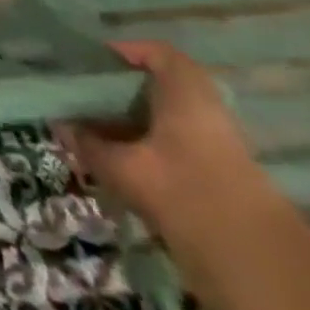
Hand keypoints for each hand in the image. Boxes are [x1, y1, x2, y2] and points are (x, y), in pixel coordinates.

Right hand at [57, 41, 274, 248]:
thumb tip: (61, 127)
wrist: (249, 256)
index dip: (123, 52)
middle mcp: (204, 109)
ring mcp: (216, 143)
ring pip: (166, 117)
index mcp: (184, 92)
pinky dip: (146, 144)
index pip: (156, 55)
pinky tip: (119, 160)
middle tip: (83, 98)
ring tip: (93, 131)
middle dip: (120, 90)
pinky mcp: (219, 173)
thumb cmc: (179, 188)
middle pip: (160, 86)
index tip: (89, 62)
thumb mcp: (121, 166)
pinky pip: (174, 142)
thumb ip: (88, 145)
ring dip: (131, 120)